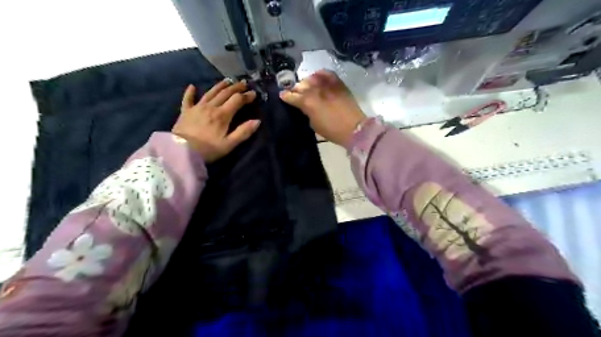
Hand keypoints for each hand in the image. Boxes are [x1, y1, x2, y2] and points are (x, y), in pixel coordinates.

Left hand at [173, 79, 258, 161]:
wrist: (181, 152)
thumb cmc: (208, 150)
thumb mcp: (229, 144)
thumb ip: (243, 132)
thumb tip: (257, 121)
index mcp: (222, 115)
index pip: (237, 100)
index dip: (246, 96)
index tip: (254, 94)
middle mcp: (210, 107)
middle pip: (225, 93)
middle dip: (236, 87)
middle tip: (244, 83)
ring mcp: (197, 108)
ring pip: (210, 93)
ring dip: (219, 86)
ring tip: (227, 81)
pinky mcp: (185, 112)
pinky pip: (188, 99)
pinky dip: (190, 92)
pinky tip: (192, 86)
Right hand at [281, 69, 365, 146]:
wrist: (353, 128)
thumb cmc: (331, 130)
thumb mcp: (313, 124)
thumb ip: (307, 112)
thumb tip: (305, 106)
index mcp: (307, 102)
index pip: (291, 96)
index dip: (286, 96)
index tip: (282, 96)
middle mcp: (315, 90)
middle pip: (300, 85)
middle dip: (296, 89)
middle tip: (296, 94)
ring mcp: (327, 85)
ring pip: (311, 78)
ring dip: (307, 82)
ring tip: (307, 87)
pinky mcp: (338, 83)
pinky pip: (326, 73)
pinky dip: (320, 74)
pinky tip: (318, 77)